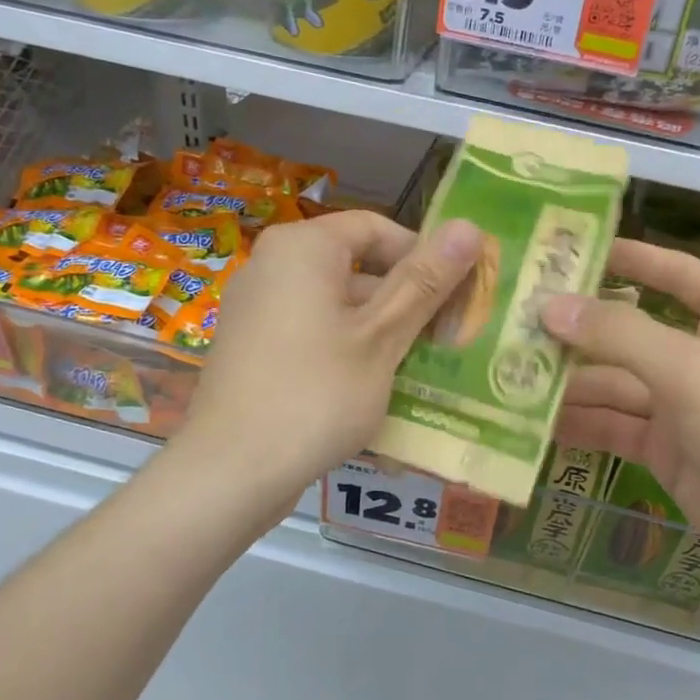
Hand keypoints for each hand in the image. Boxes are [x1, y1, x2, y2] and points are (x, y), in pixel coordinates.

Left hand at [170, 210, 484, 514]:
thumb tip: (469, 226)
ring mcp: (257, 309)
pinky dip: (347, 347)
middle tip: (446, 338)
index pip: (377, 228)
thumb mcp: (382, 338)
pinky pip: (312, 331)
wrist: (230, 473)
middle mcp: (272, 266)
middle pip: (355, 265)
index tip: (456, 296)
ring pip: (336, 303)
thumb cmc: (315, 395)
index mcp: (302, 248)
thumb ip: (425, 281)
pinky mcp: (253, 348)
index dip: (423, 256)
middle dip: (405, 299)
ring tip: (419, 367)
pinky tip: (375, 386)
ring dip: (381, 329)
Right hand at [543, 239, 699, 611]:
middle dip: (575, 330)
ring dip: (567, 382)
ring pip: (614, 383)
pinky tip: (530, 423)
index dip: (624, 257)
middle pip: (628, 331)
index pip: (671, 272)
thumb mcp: (691, 372)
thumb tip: (548, 306)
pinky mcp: (667, 453)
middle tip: (508, 323)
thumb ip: (618, 334)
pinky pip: (614, 427)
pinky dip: (579, 425)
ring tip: (504, 374)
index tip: (565, 250)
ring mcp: (683, 407)